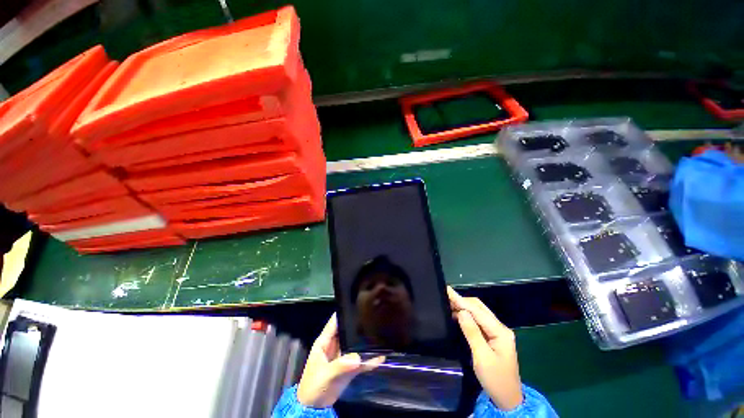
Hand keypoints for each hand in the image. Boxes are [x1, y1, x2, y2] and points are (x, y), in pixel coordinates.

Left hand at [297, 314, 384, 407]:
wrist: (314, 408)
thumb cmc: (314, 387)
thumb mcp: (325, 375)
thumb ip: (340, 366)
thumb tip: (357, 357)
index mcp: (325, 342)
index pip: (335, 322)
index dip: (344, 312)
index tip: (357, 304)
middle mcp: (335, 345)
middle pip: (348, 331)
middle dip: (358, 325)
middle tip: (373, 317)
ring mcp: (343, 356)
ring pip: (355, 344)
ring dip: (365, 342)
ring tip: (380, 332)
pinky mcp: (349, 367)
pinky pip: (361, 360)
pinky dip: (370, 359)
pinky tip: (381, 356)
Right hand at [447, 287, 522, 410]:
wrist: (508, 399)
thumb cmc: (495, 379)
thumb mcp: (482, 357)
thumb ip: (472, 332)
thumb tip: (461, 312)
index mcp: (500, 332)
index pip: (478, 311)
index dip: (461, 300)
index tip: (447, 290)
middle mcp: (500, 328)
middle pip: (479, 308)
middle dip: (463, 301)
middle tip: (446, 297)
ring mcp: (497, 332)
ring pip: (479, 313)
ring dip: (464, 307)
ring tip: (448, 304)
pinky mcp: (492, 337)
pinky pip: (478, 321)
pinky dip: (467, 316)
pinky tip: (458, 316)